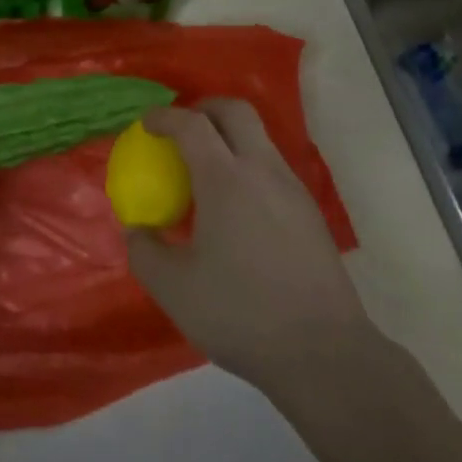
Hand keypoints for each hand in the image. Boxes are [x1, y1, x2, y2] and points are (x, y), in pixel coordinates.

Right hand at [126, 99, 370, 394]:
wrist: (324, 353)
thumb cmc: (242, 313)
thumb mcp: (174, 289)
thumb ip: (145, 252)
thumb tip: (137, 229)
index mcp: (226, 179)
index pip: (192, 125)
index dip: (165, 116)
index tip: (146, 124)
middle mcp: (263, 170)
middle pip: (235, 111)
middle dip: (203, 108)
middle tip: (181, 128)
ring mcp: (292, 189)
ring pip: (259, 138)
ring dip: (228, 136)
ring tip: (205, 169)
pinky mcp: (310, 213)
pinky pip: (272, 167)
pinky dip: (247, 165)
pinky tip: (235, 207)